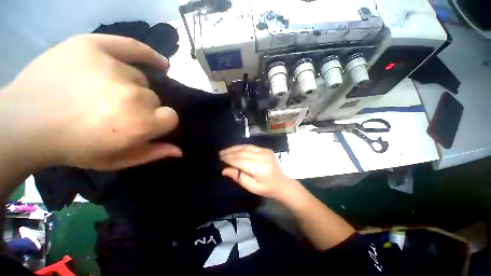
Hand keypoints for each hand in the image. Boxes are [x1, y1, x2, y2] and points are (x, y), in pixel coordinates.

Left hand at [0, 34, 181, 170]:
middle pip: (154, 97)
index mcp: (138, 124)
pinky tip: (160, 63)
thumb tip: (179, 150)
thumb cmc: (74, 147)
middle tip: (115, 110)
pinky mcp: (93, 46)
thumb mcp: (117, 159)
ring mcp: (111, 67)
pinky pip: (133, 47)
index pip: (171, 117)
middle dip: (141, 106)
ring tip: (106, 92)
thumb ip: (152, 153)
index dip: (160, 121)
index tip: (146, 124)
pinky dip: (149, 55)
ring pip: (140, 78)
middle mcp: (132, 96)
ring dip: (130, 87)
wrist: (25, 122)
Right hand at [219, 145, 293, 198]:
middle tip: (220, 154)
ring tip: (225, 150)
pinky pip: (251, 146)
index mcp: (259, 169)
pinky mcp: (266, 149)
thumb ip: (238, 177)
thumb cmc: (267, 188)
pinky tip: (235, 148)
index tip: (220, 158)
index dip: (229, 159)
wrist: (282, 183)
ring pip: (246, 147)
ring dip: (234, 148)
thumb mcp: (252, 187)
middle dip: (230, 153)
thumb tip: (224, 170)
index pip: (240, 161)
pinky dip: (242, 147)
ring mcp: (265, 152)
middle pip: (242, 153)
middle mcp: (262, 157)